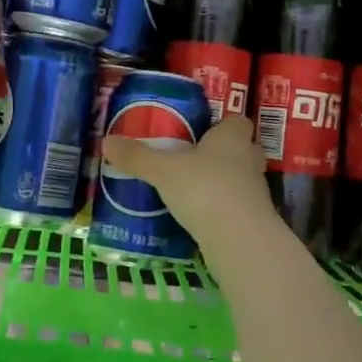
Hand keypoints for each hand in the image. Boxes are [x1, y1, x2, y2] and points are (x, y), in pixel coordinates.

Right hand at [99, 114, 273, 258]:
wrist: (239, 240)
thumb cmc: (204, 189)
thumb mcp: (163, 171)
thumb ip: (137, 157)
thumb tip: (107, 141)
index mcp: (232, 137)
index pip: (236, 121)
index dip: (221, 124)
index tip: (200, 131)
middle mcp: (248, 159)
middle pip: (240, 149)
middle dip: (220, 153)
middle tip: (191, 159)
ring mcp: (255, 191)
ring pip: (239, 179)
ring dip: (221, 182)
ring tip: (190, 188)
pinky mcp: (252, 220)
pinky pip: (235, 206)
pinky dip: (220, 209)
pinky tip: (197, 216)